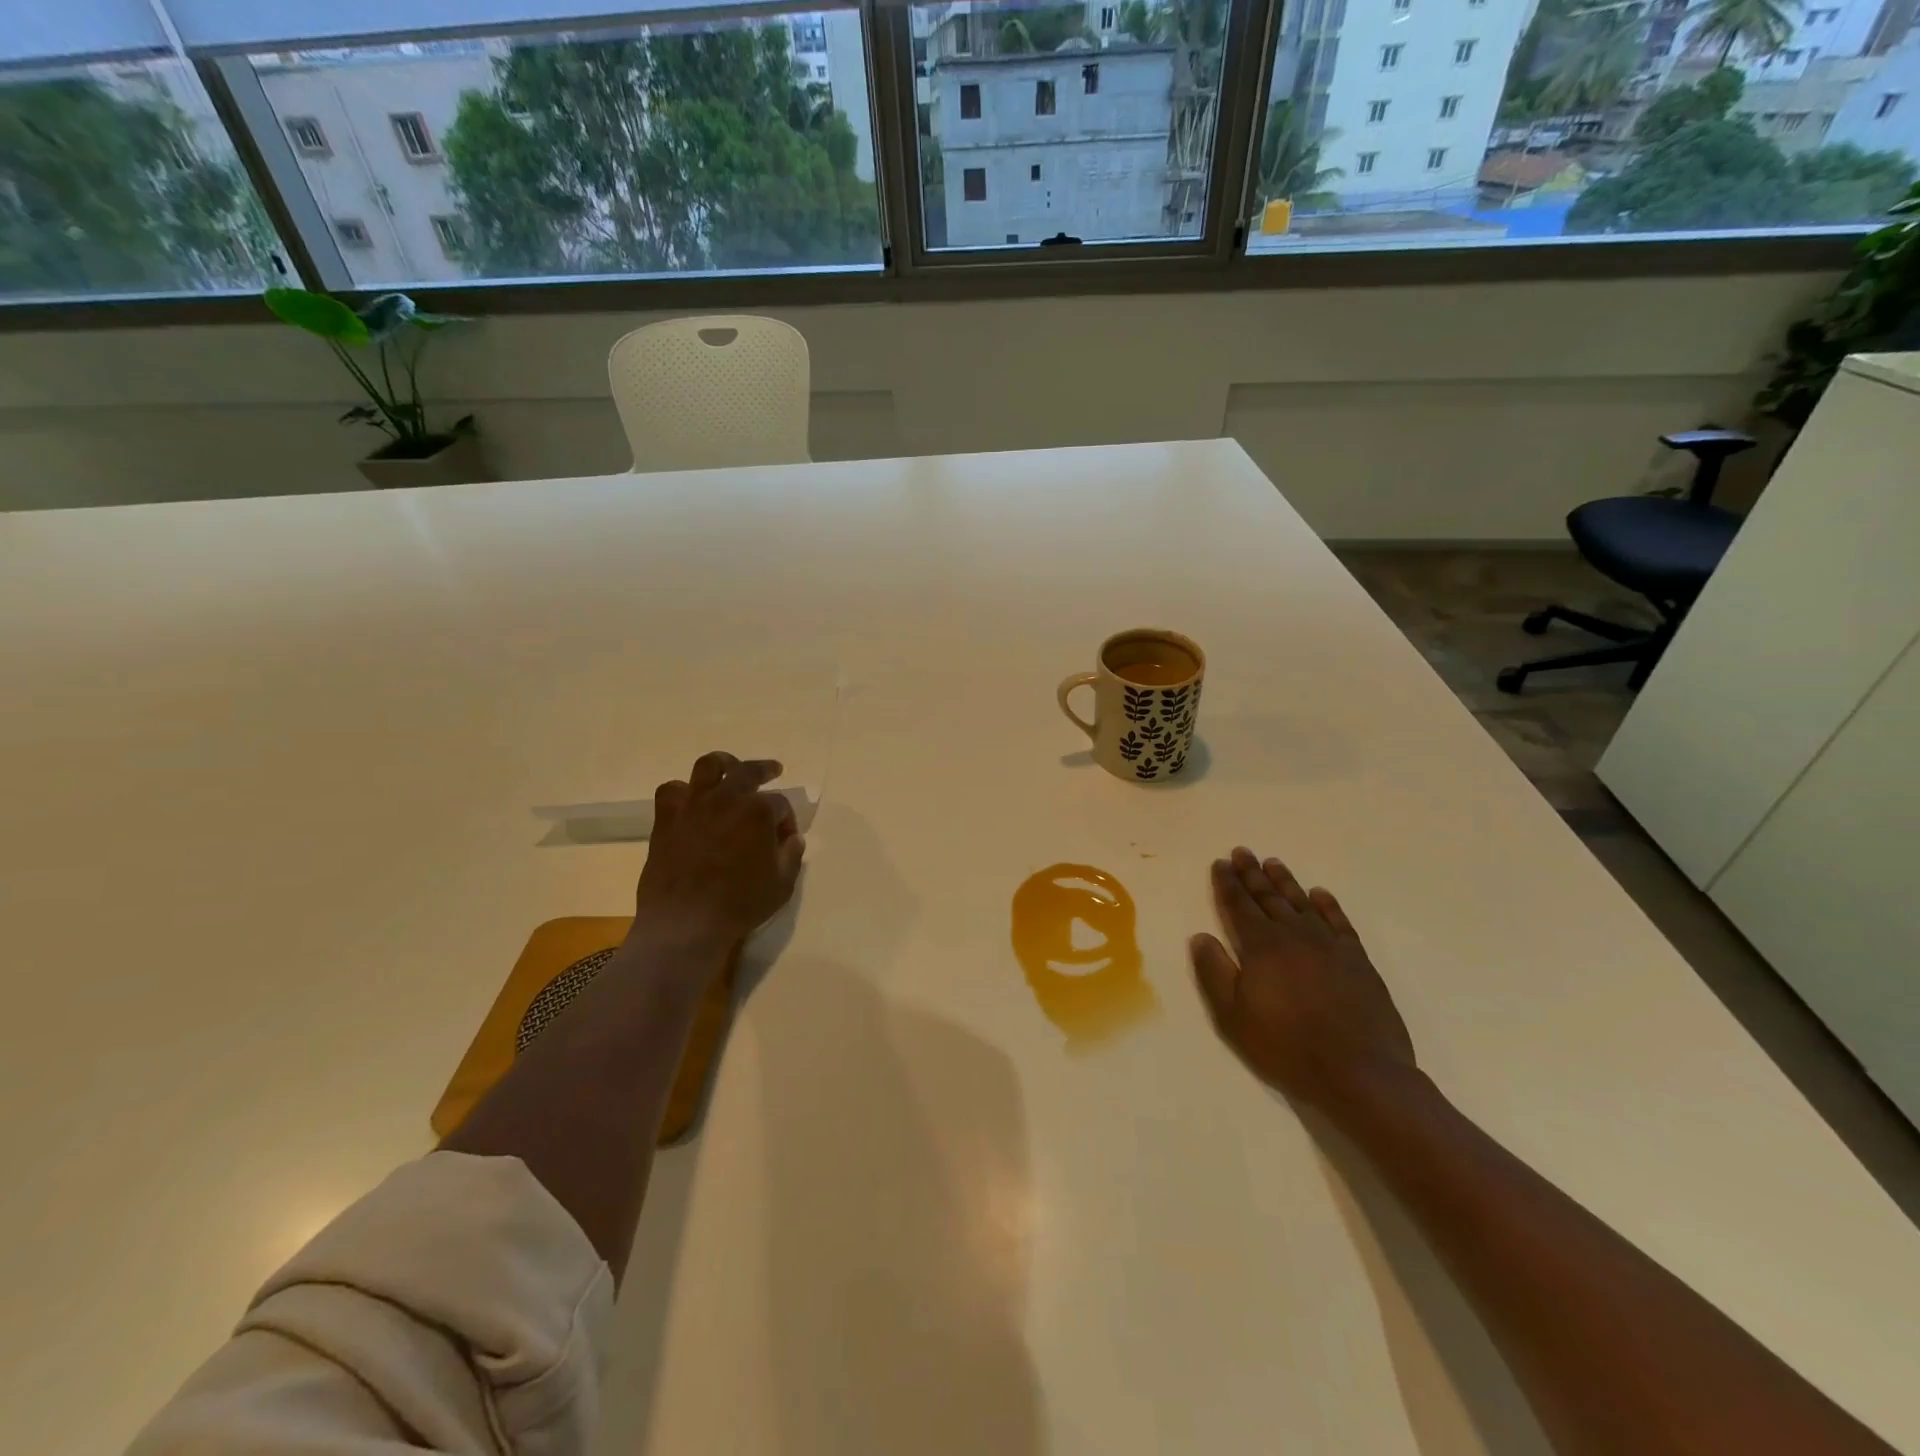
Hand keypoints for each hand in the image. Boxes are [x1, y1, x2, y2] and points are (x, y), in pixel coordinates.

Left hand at [631, 751, 805, 955]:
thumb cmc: (740, 905)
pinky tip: (691, 801)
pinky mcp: (667, 818)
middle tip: (773, 770)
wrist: (685, 923)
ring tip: (729, 769)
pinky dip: (683, 791)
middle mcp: (727, 798)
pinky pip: (672, 790)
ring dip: (724, 764)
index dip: (787, 820)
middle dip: (765, 769)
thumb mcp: (782, 884)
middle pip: (749, 770)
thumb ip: (791, 855)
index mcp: (759, 812)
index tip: (786, 839)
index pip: (781, 804)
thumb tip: (792, 839)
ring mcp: (694, 805)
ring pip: (709, 766)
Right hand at [1190, 847, 1414, 1111]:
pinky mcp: (1357, 960)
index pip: (1238, 905)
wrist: (1358, 1071)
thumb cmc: (1286, 1046)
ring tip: (1273, 862)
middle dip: (1251, 874)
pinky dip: (1328, 904)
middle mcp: (1293, 935)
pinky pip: (1338, 921)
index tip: (1220, 863)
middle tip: (1242, 852)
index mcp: (1260, 946)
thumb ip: (1214, 972)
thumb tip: (1200, 936)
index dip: (1227, 884)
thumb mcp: (1233, 1016)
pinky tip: (1319, 894)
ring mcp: (1328, 945)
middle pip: (1268, 897)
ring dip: (1285, 881)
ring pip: (1301, 902)